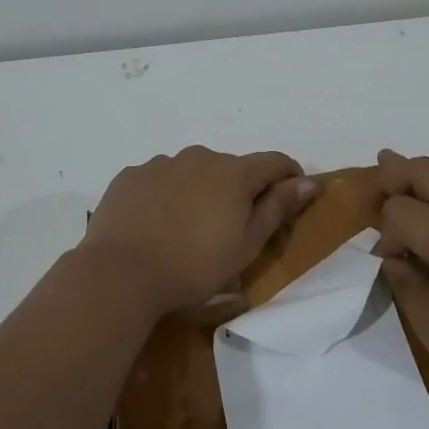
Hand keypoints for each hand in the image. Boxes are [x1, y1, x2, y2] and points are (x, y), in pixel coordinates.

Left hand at [81, 147, 319, 311]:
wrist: (121, 272)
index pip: (274, 163)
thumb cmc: (194, 265)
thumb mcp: (246, 245)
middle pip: (231, 169)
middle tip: (231, 229)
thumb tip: (308, 182)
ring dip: (200, 192)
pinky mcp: (130, 176)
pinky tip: (156, 225)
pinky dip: (166, 196)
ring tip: (187, 230)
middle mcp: (199, 157)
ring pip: (192, 173)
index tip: (292, 200)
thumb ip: (278, 208)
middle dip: (239, 191)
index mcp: (234, 172)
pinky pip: (159, 181)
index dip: (290, 178)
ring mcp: (161, 164)